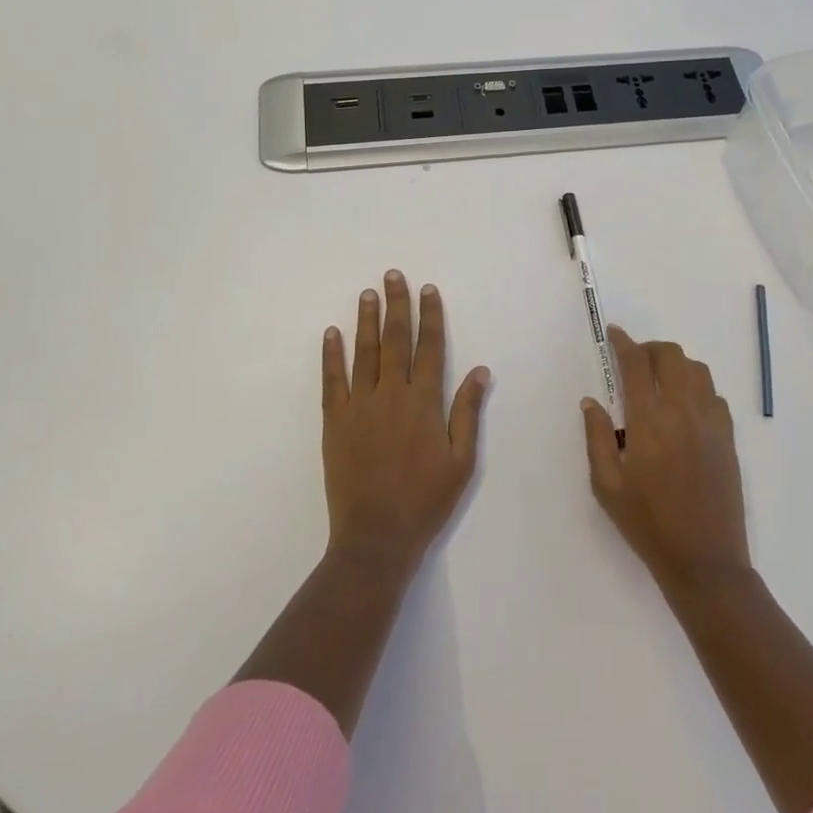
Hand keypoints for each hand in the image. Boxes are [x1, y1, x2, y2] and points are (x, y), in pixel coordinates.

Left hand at [323, 270, 488, 573]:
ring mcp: (360, 405)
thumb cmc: (426, 500)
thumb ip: (467, 412)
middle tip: (393, 275)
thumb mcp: (461, 461)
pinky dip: (331, 354)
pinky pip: (332, 380)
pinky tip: (332, 332)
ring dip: (367, 320)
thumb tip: (480, 370)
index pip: (430, 347)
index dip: (430, 316)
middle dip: (397, 305)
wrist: (376, 537)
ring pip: (364, 352)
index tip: (428, 290)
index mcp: (425, 402)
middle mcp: (392, 394)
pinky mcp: (335, 421)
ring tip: (367, 293)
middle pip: (396, 339)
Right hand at [583, 327, 750, 597]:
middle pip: (671, 355)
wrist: (705, 561)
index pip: (636, 364)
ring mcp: (711, 423)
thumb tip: (591, 401)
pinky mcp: (728, 438)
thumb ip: (596, 437)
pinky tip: (684, 407)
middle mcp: (683, 412)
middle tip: (634, 361)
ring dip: (675, 364)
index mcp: (650, 422)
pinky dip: (697, 387)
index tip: (613, 333)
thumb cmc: (648, 525)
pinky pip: (714, 394)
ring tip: (659, 381)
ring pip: (697, 369)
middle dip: (649, 348)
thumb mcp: (607, 486)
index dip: (623, 342)